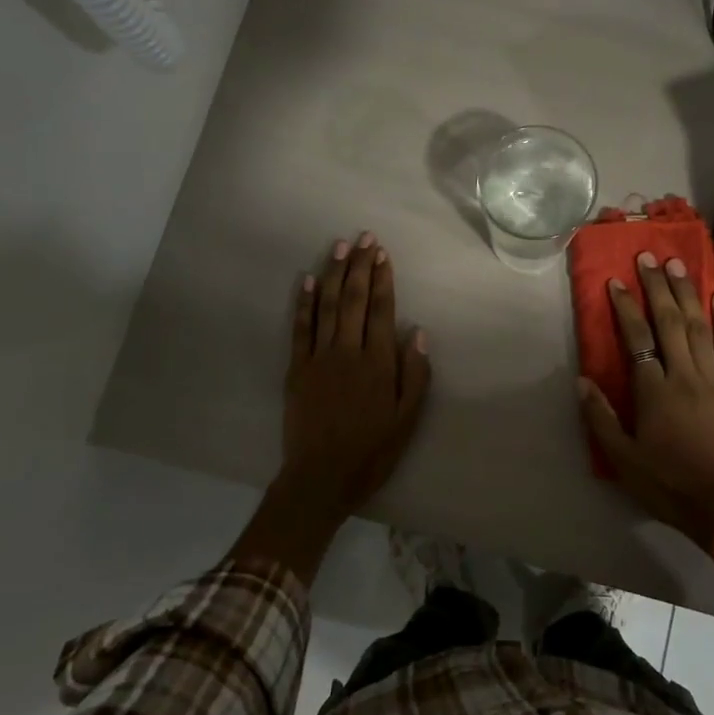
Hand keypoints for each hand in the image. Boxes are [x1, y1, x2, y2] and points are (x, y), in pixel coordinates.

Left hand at [279, 232, 431, 516]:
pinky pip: (300, 328)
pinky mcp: (296, 369)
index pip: (381, 310)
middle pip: (353, 299)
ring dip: (333, 273)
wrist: (321, 477)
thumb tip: (417, 333)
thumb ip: (415, 374)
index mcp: (378, 363)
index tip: (383, 254)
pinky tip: (305, 280)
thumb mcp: (407, 419)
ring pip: (326, 306)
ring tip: (339, 246)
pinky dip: (303, 303)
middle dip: (360, 266)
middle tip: (364, 237)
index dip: (382, 279)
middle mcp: (348, 352)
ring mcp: (318, 358)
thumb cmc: (371, 451)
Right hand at [579, 253, 713, 547]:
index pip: (637, 339)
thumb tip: (582, 380)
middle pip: (670, 323)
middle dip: (658, 288)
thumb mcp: (623, 459)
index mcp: (655, 392)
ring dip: (688, 294)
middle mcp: (685, 376)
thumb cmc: (668, 483)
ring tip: (678, 265)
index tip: (616, 282)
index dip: (625, 308)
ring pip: (700, 328)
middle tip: (649, 257)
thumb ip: (600, 418)